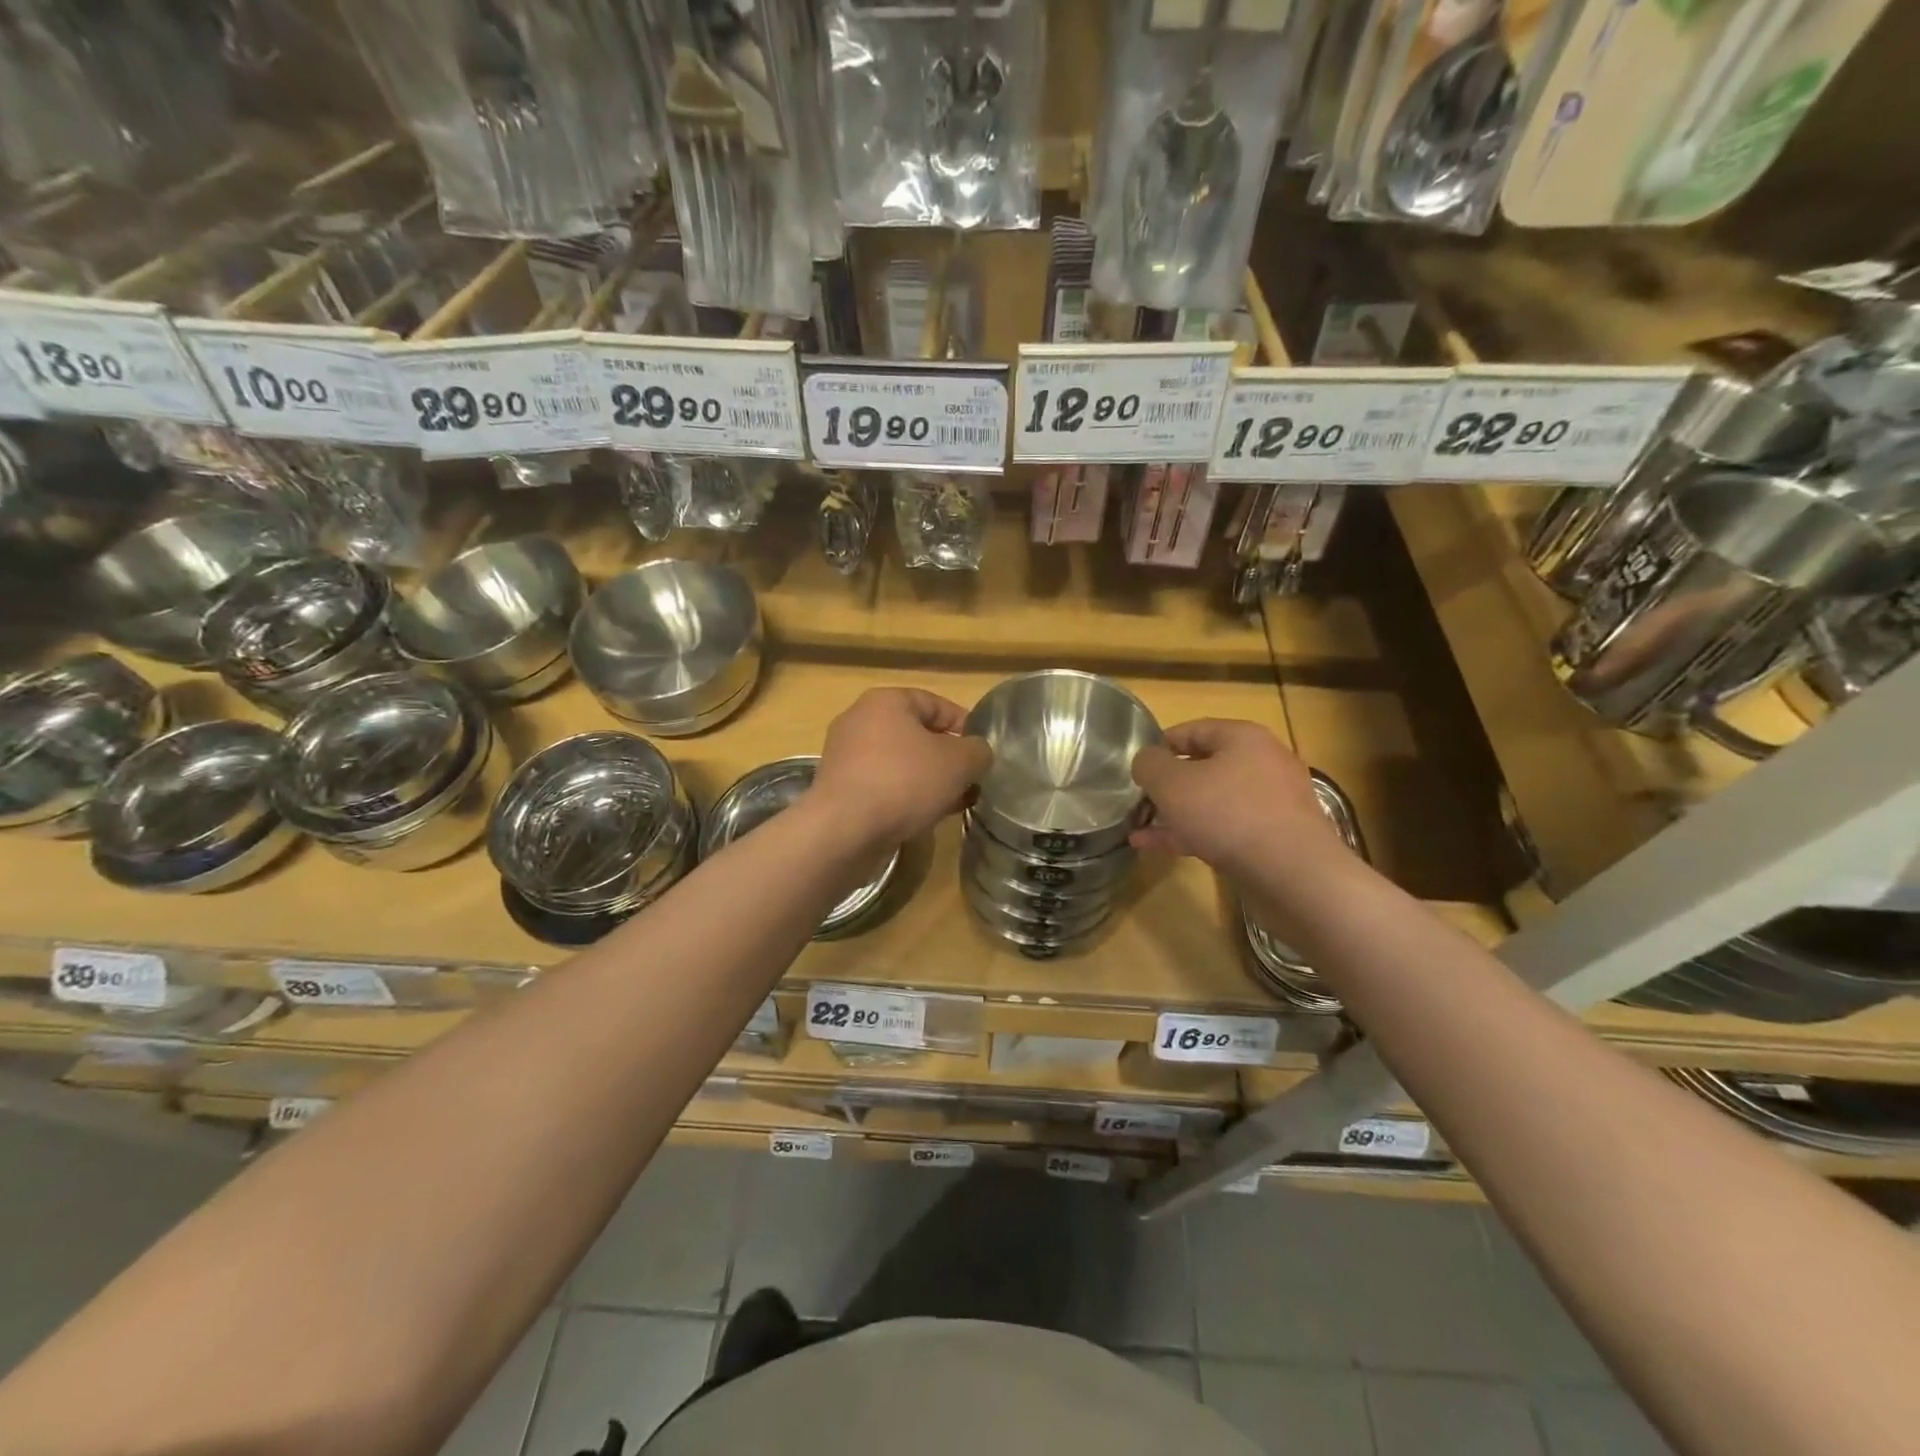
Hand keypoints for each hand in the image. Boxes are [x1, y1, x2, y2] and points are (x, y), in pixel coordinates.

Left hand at [809, 687, 991, 849]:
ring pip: (901, 762)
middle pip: (917, 734)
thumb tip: (977, 753)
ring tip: (954, 802)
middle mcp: (860, 720)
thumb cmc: (905, 782)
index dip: (965, 725)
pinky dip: (905, 795)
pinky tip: (924, 816)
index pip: (936, 703)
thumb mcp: (959, 762)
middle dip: (947, 758)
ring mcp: (846, 755)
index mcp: (886, 701)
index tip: (983, 752)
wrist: (844, 830)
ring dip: (929, 780)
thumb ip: (978, 751)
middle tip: (970, 780)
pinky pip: (883, 784)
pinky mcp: (840, 787)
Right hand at [1129, 719, 1342, 876]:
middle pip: (1204, 766)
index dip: (1159, 745)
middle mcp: (1263, 763)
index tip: (1135, 766)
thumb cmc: (1227, 814)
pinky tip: (1161, 848)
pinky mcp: (1276, 837)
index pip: (1193, 730)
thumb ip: (1149, 765)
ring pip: (1213, 801)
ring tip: (1141, 830)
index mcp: (1243, 738)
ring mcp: (1273, 802)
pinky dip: (1195, 834)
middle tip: (1139, 800)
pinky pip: (1226, 827)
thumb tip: (1147, 761)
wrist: (1293, 874)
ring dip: (1176, 813)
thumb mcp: (1171, 783)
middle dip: (1168, 785)